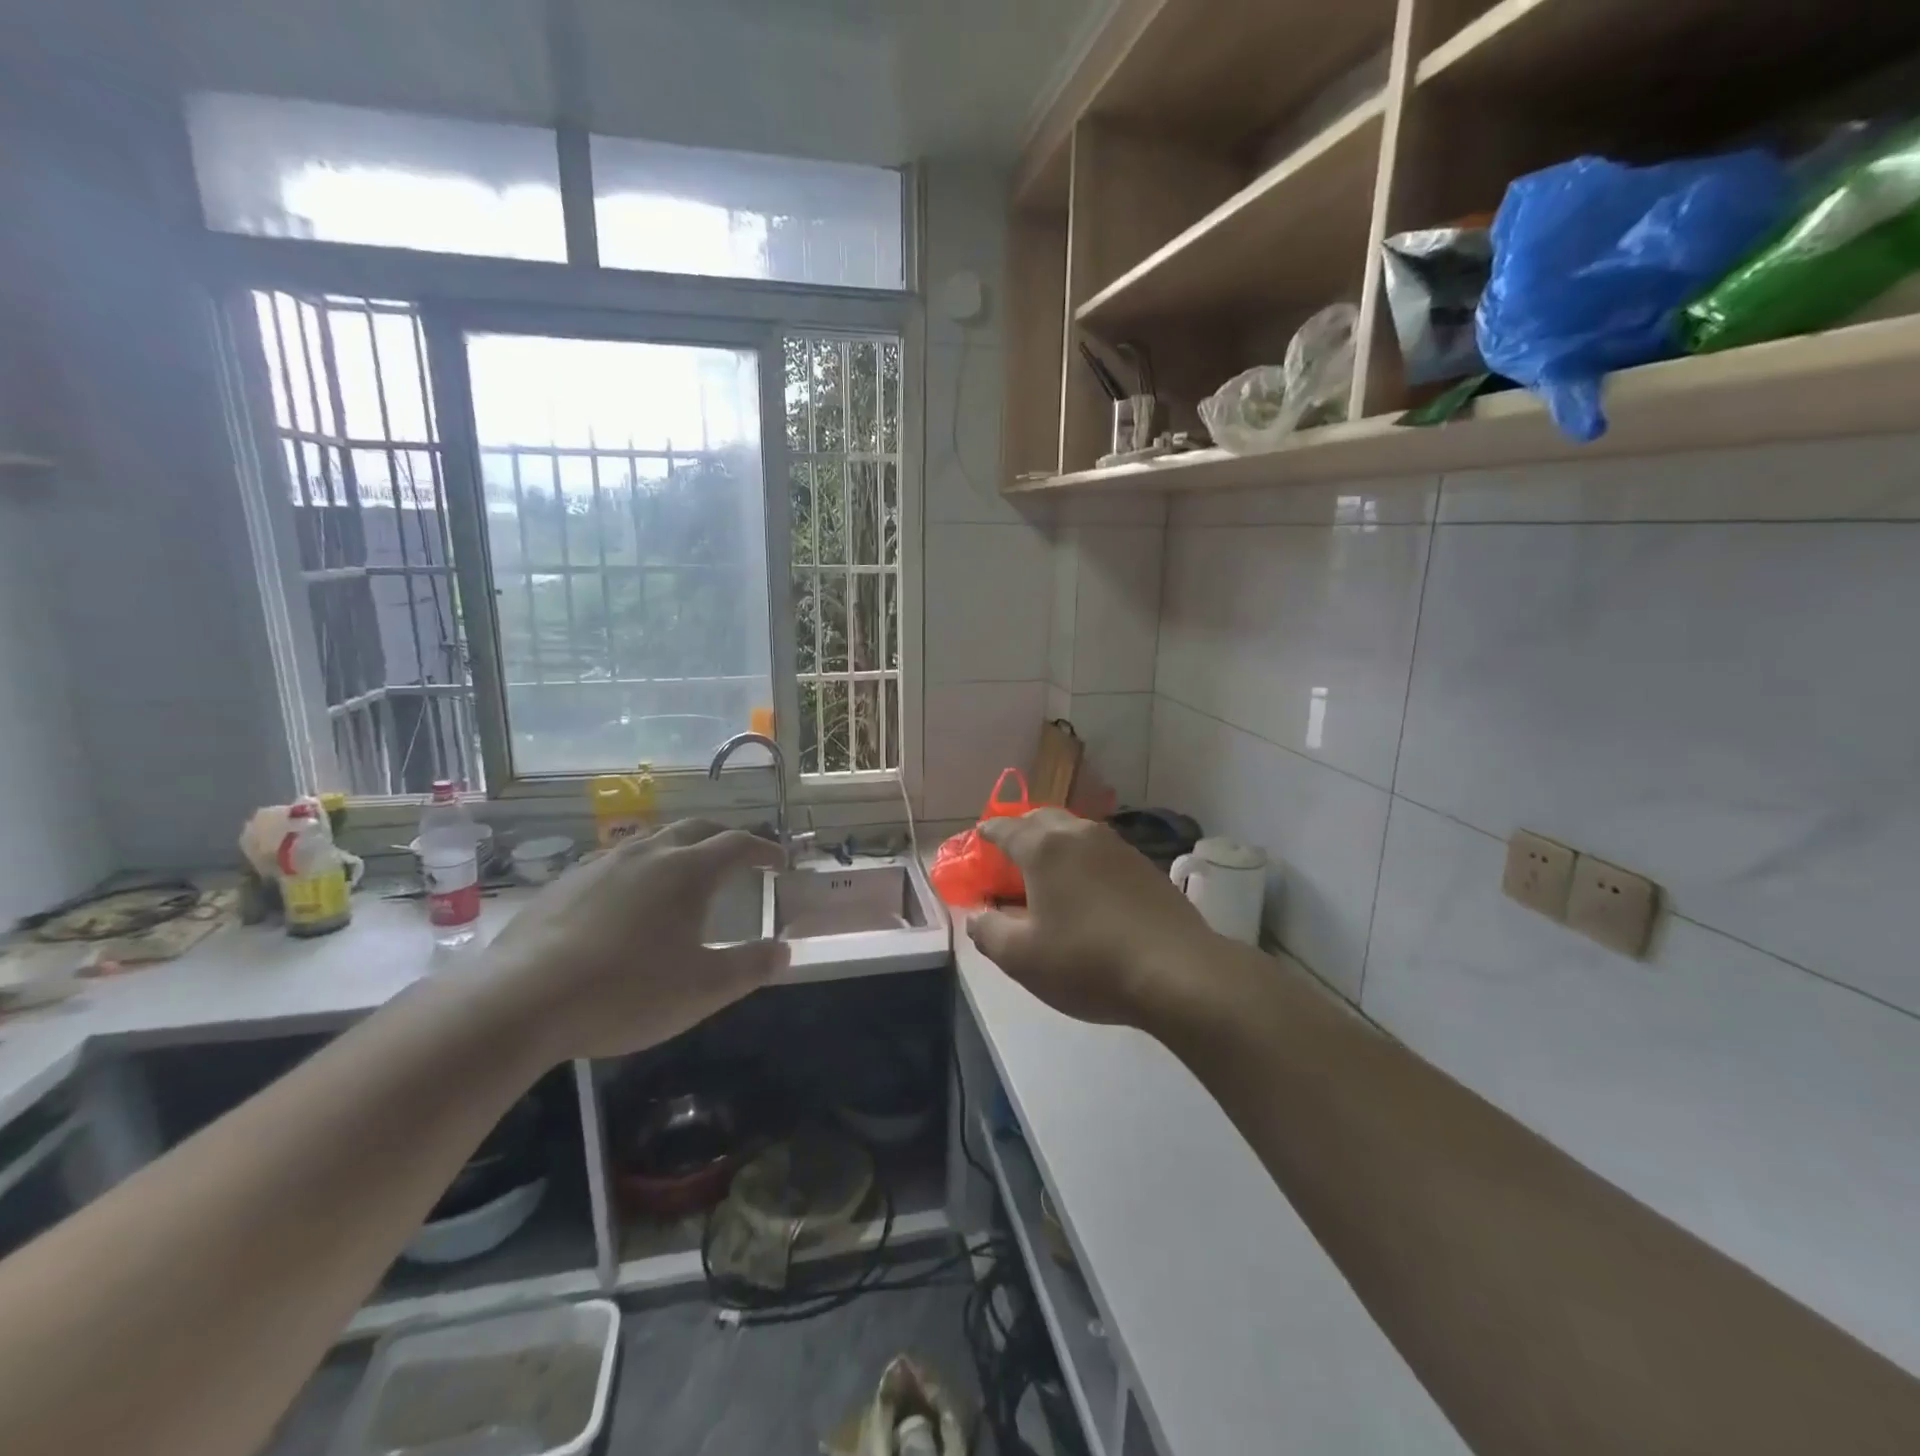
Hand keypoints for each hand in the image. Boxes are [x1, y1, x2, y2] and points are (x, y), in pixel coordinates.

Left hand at [483, 820, 787, 1059]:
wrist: (522, 1001)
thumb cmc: (627, 991)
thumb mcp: (704, 989)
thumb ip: (751, 967)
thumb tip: (783, 951)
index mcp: (689, 871)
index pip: (738, 844)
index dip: (764, 849)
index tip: (779, 862)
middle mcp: (649, 853)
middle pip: (696, 828)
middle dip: (724, 838)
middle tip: (739, 857)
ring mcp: (602, 863)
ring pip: (653, 839)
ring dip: (680, 847)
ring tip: (685, 872)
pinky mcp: (565, 882)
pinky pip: (615, 860)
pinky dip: (640, 867)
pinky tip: (628, 898)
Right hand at [967, 809, 1223, 1028]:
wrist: (1177, 972)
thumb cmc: (1087, 961)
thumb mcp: (1022, 958)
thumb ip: (988, 931)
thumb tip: (977, 915)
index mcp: (1044, 847)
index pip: (1004, 828)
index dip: (986, 834)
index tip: (977, 842)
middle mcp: (1080, 834)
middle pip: (1041, 819)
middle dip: (1021, 830)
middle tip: (1008, 855)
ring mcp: (1117, 846)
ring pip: (1075, 831)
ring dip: (1054, 842)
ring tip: (1046, 871)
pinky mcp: (1145, 866)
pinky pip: (1100, 850)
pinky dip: (1082, 859)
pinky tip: (1086, 888)